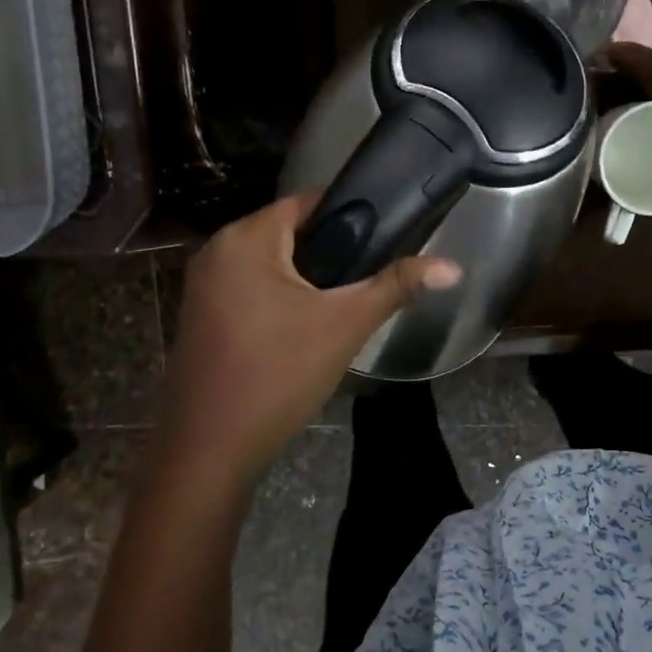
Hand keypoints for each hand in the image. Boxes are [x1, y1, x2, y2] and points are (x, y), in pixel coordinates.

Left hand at [150, 192, 461, 498]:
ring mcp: (201, 287)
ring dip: (305, 279)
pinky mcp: (199, 318)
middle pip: (286, 233)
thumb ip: (395, 287)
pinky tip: (303, 329)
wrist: (209, 449)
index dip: (349, 214)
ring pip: (268, 266)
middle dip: (329, 252)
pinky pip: (248, 291)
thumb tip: (452, 267)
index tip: (385, 234)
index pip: (305, 202)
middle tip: (369, 277)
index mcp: (245, 239)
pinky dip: (278, 299)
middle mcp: (216, 251)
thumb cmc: (278, 375)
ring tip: (344, 304)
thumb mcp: (344, 326)